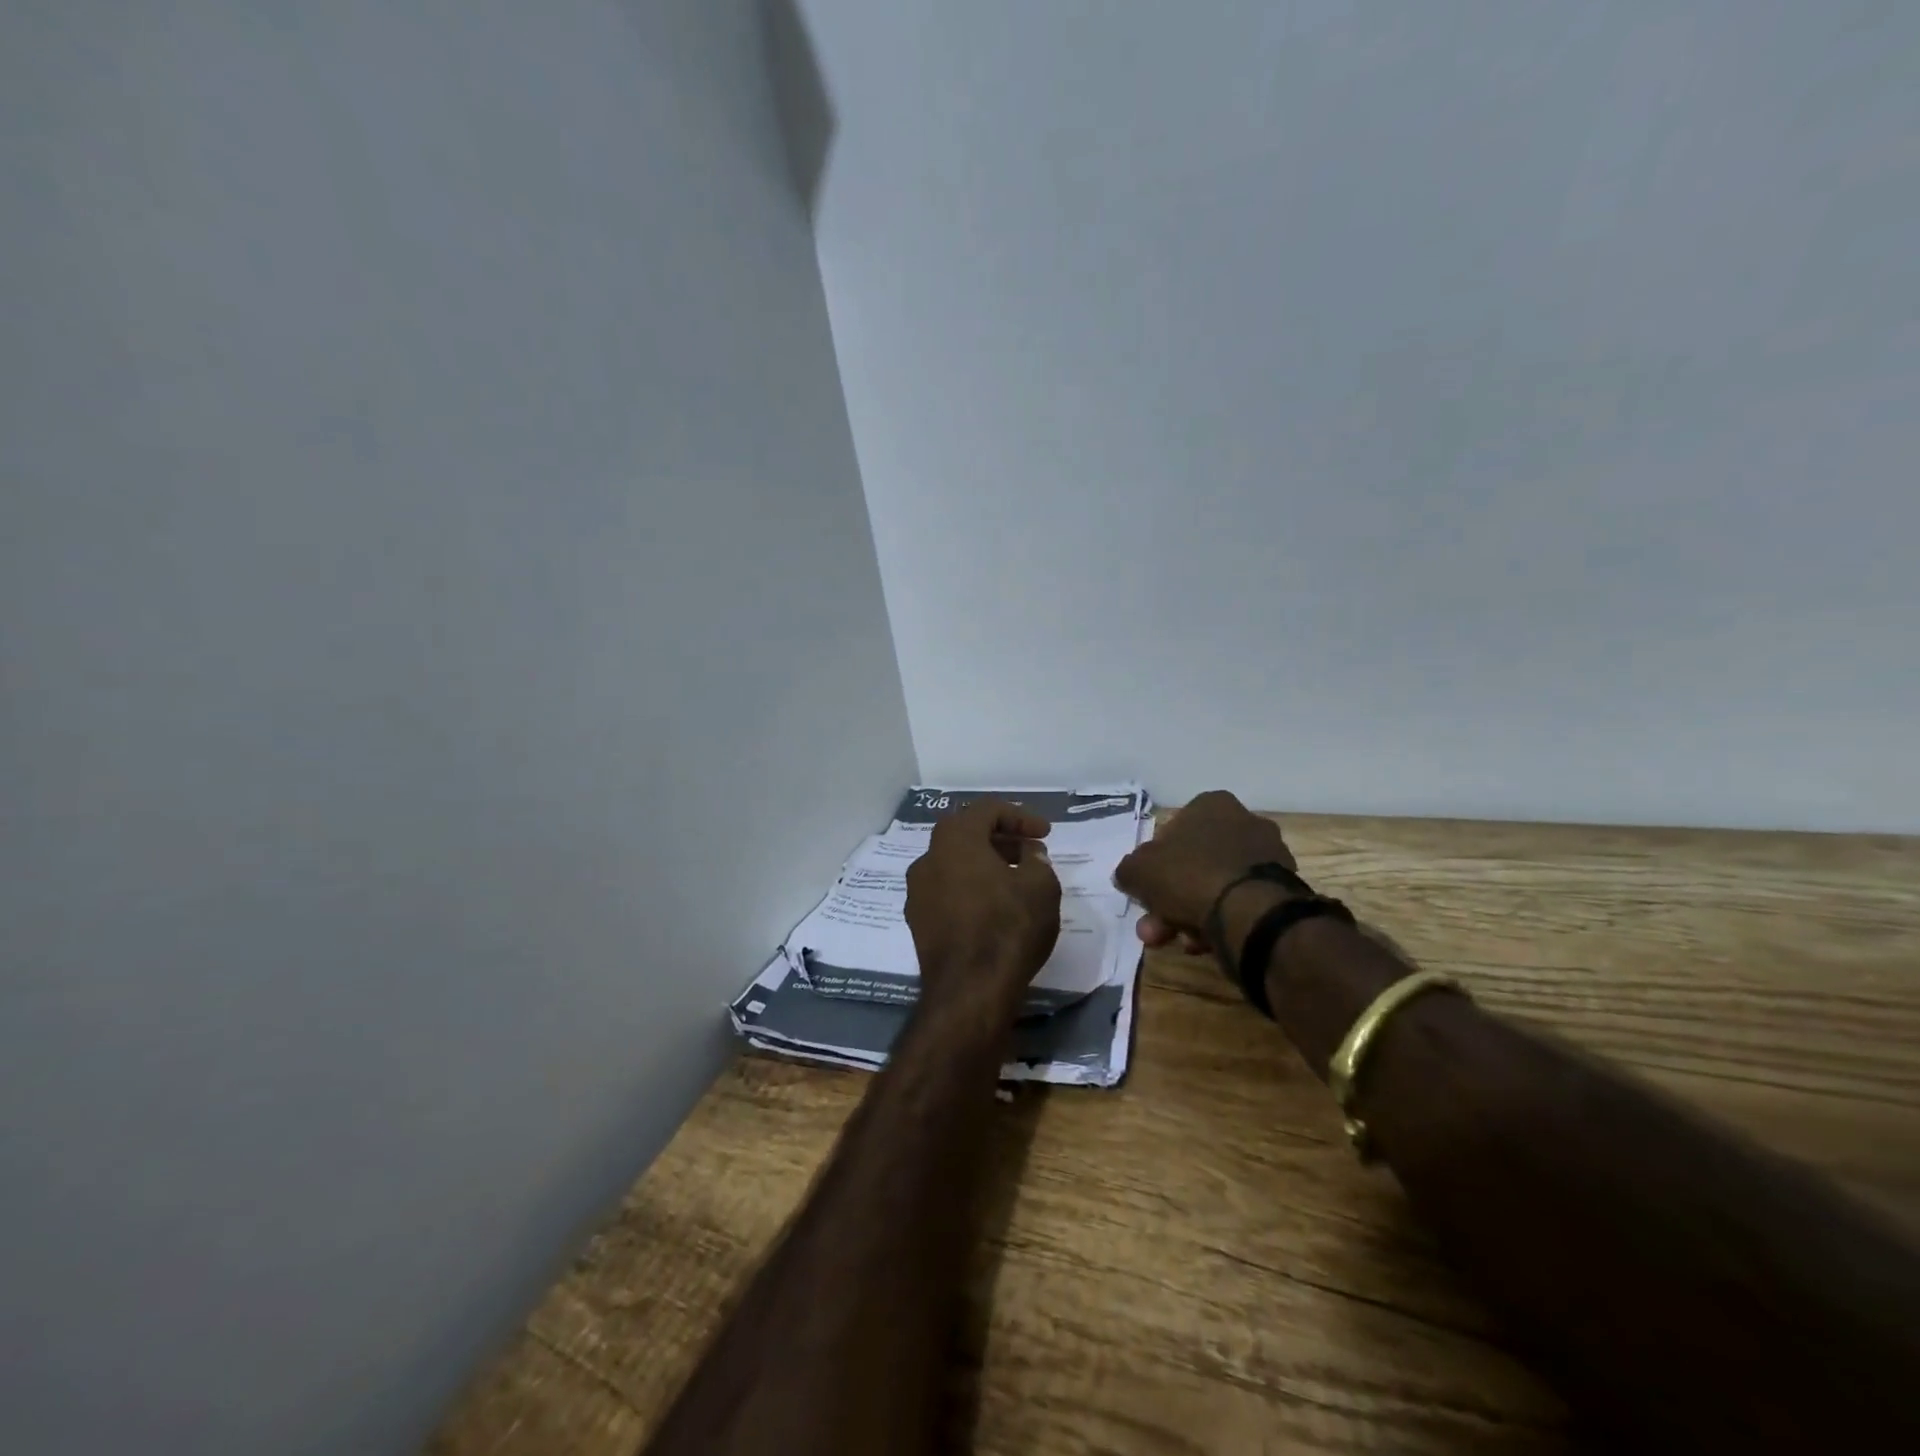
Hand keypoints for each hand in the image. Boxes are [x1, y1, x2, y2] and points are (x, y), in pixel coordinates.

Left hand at [905, 801, 1061, 1024]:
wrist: (969, 991)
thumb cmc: (1008, 927)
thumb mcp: (1041, 886)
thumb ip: (1036, 860)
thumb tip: (1028, 853)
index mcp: (955, 839)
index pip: (987, 810)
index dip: (1020, 816)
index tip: (1045, 833)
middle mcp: (928, 858)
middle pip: (965, 833)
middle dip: (1000, 837)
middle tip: (1029, 851)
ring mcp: (917, 891)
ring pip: (953, 863)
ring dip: (984, 863)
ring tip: (1015, 880)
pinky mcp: (917, 922)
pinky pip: (946, 890)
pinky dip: (970, 887)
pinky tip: (993, 906)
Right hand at [1113, 790, 1294, 952]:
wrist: (1250, 913)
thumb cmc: (1189, 876)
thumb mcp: (1138, 870)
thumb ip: (1129, 870)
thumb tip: (1129, 876)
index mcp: (1211, 805)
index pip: (1173, 831)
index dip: (1155, 864)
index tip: (1147, 891)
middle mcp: (1244, 822)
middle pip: (1194, 864)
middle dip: (1170, 900)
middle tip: (1155, 928)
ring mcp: (1268, 856)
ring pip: (1216, 886)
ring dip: (1192, 914)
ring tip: (1182, 942)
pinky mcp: (1283, 888)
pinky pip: (1240, 903)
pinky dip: (1222, 921)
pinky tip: (1208, 943)